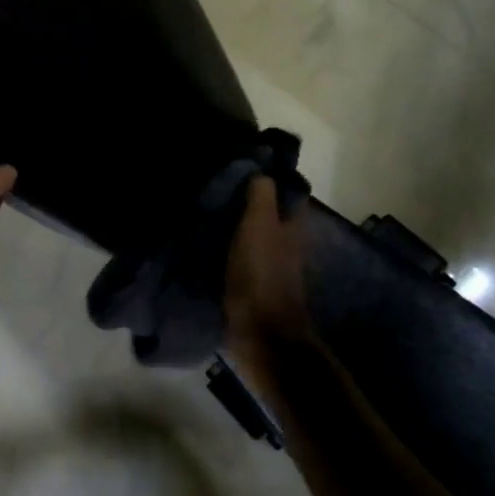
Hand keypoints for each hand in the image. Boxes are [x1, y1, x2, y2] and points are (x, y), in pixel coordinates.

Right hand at [223, 177, 312, 380]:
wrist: (259, 332)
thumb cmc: (261, 273)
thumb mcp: (260, 225)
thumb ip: (261, 195)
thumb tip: (258, 169)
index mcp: (292, 225)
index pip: (285, 191)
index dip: (267, 176)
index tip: (237, 163)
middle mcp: (284, 242)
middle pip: (267, 212)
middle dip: (245, 198)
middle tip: (212, 183)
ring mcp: (268, 264)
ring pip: (251, 233)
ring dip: (232, 222)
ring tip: (203, 208)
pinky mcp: (250, 282)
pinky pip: (237, 254)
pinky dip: (224, 245)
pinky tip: (204, 239)